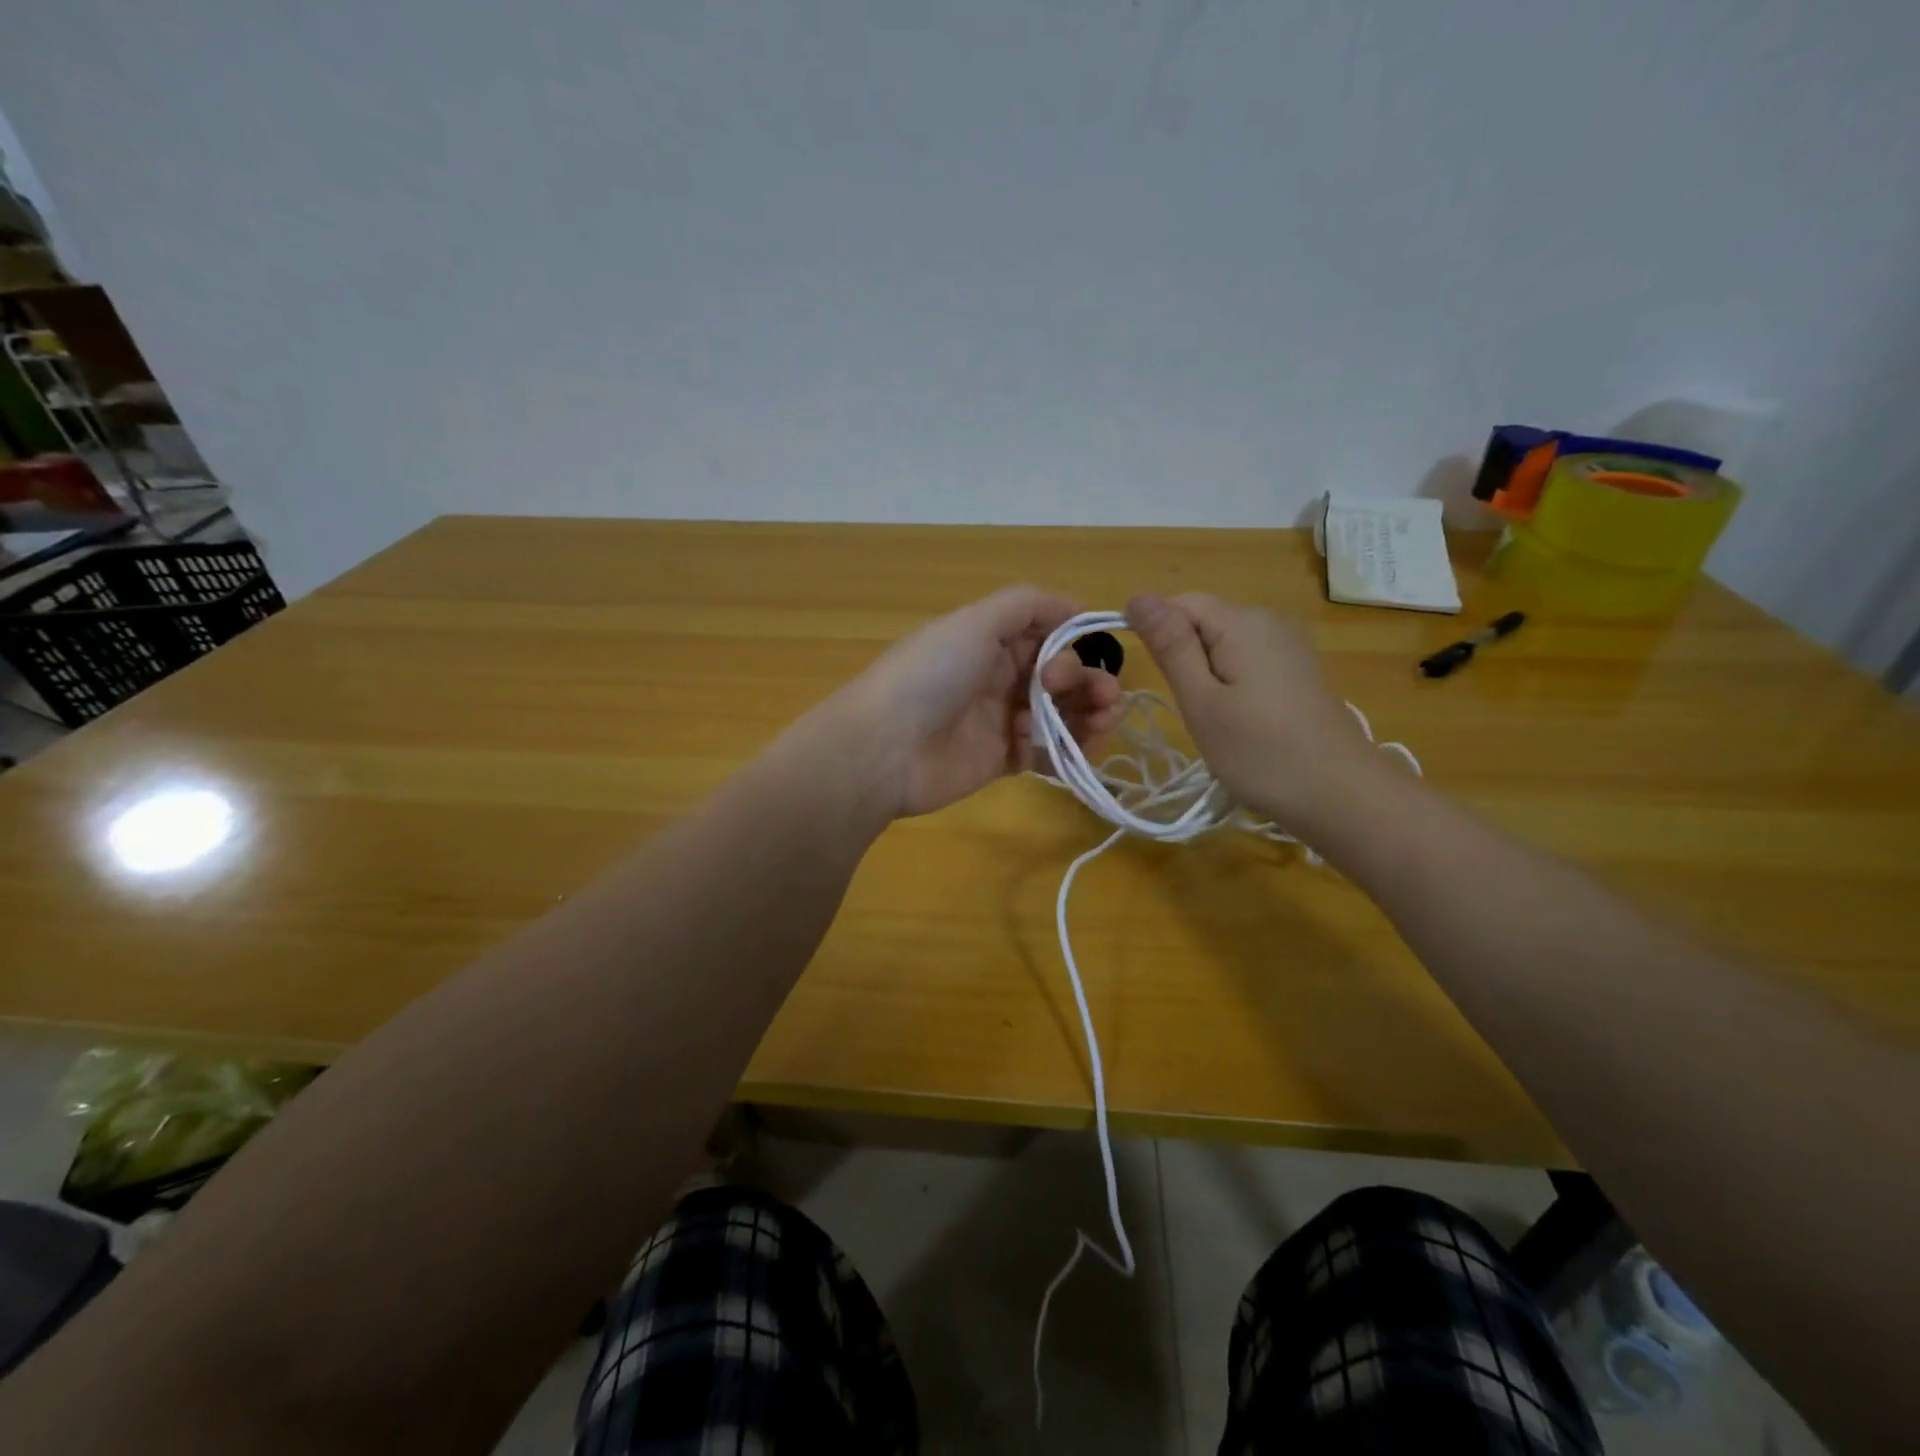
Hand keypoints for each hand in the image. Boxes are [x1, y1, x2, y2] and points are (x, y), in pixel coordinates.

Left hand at [838, 586, 1122, 817]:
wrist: (885, 748)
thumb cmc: (931, 676)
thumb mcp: (974, 621)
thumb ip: (1026, 605)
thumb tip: (1077, 605)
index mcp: (989, 642)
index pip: (1046, 637)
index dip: (1072, 645)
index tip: (1086, 655)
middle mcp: (997, 678)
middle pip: (1059, 677)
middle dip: (1088, 683)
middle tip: (1103, 697)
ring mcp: (999, 721)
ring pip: (1059, 716)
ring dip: (1088, 716)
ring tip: (1103, 723)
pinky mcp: (1000, 761)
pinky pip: (1045, 754)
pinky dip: (1067, 752)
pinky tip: (1078, 752)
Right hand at [1126, 592, 1393, 831]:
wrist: (1342, 795)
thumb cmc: (1260, 752)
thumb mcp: (1201, 701)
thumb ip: (1170, 646)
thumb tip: (1137, 596)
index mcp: (1243, 622)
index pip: (1179, 603)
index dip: (1156, 633)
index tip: (1156, 680)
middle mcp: (1269, 621)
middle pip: (1203, 621)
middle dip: (1182, 658)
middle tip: (1191, 709)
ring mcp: (1289, 646)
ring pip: (1224, 645)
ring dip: (1206, 675)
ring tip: (1215, 720)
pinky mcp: (1299, 671)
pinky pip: (1248, 661)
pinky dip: (1231, 685)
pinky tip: (1240, 721)